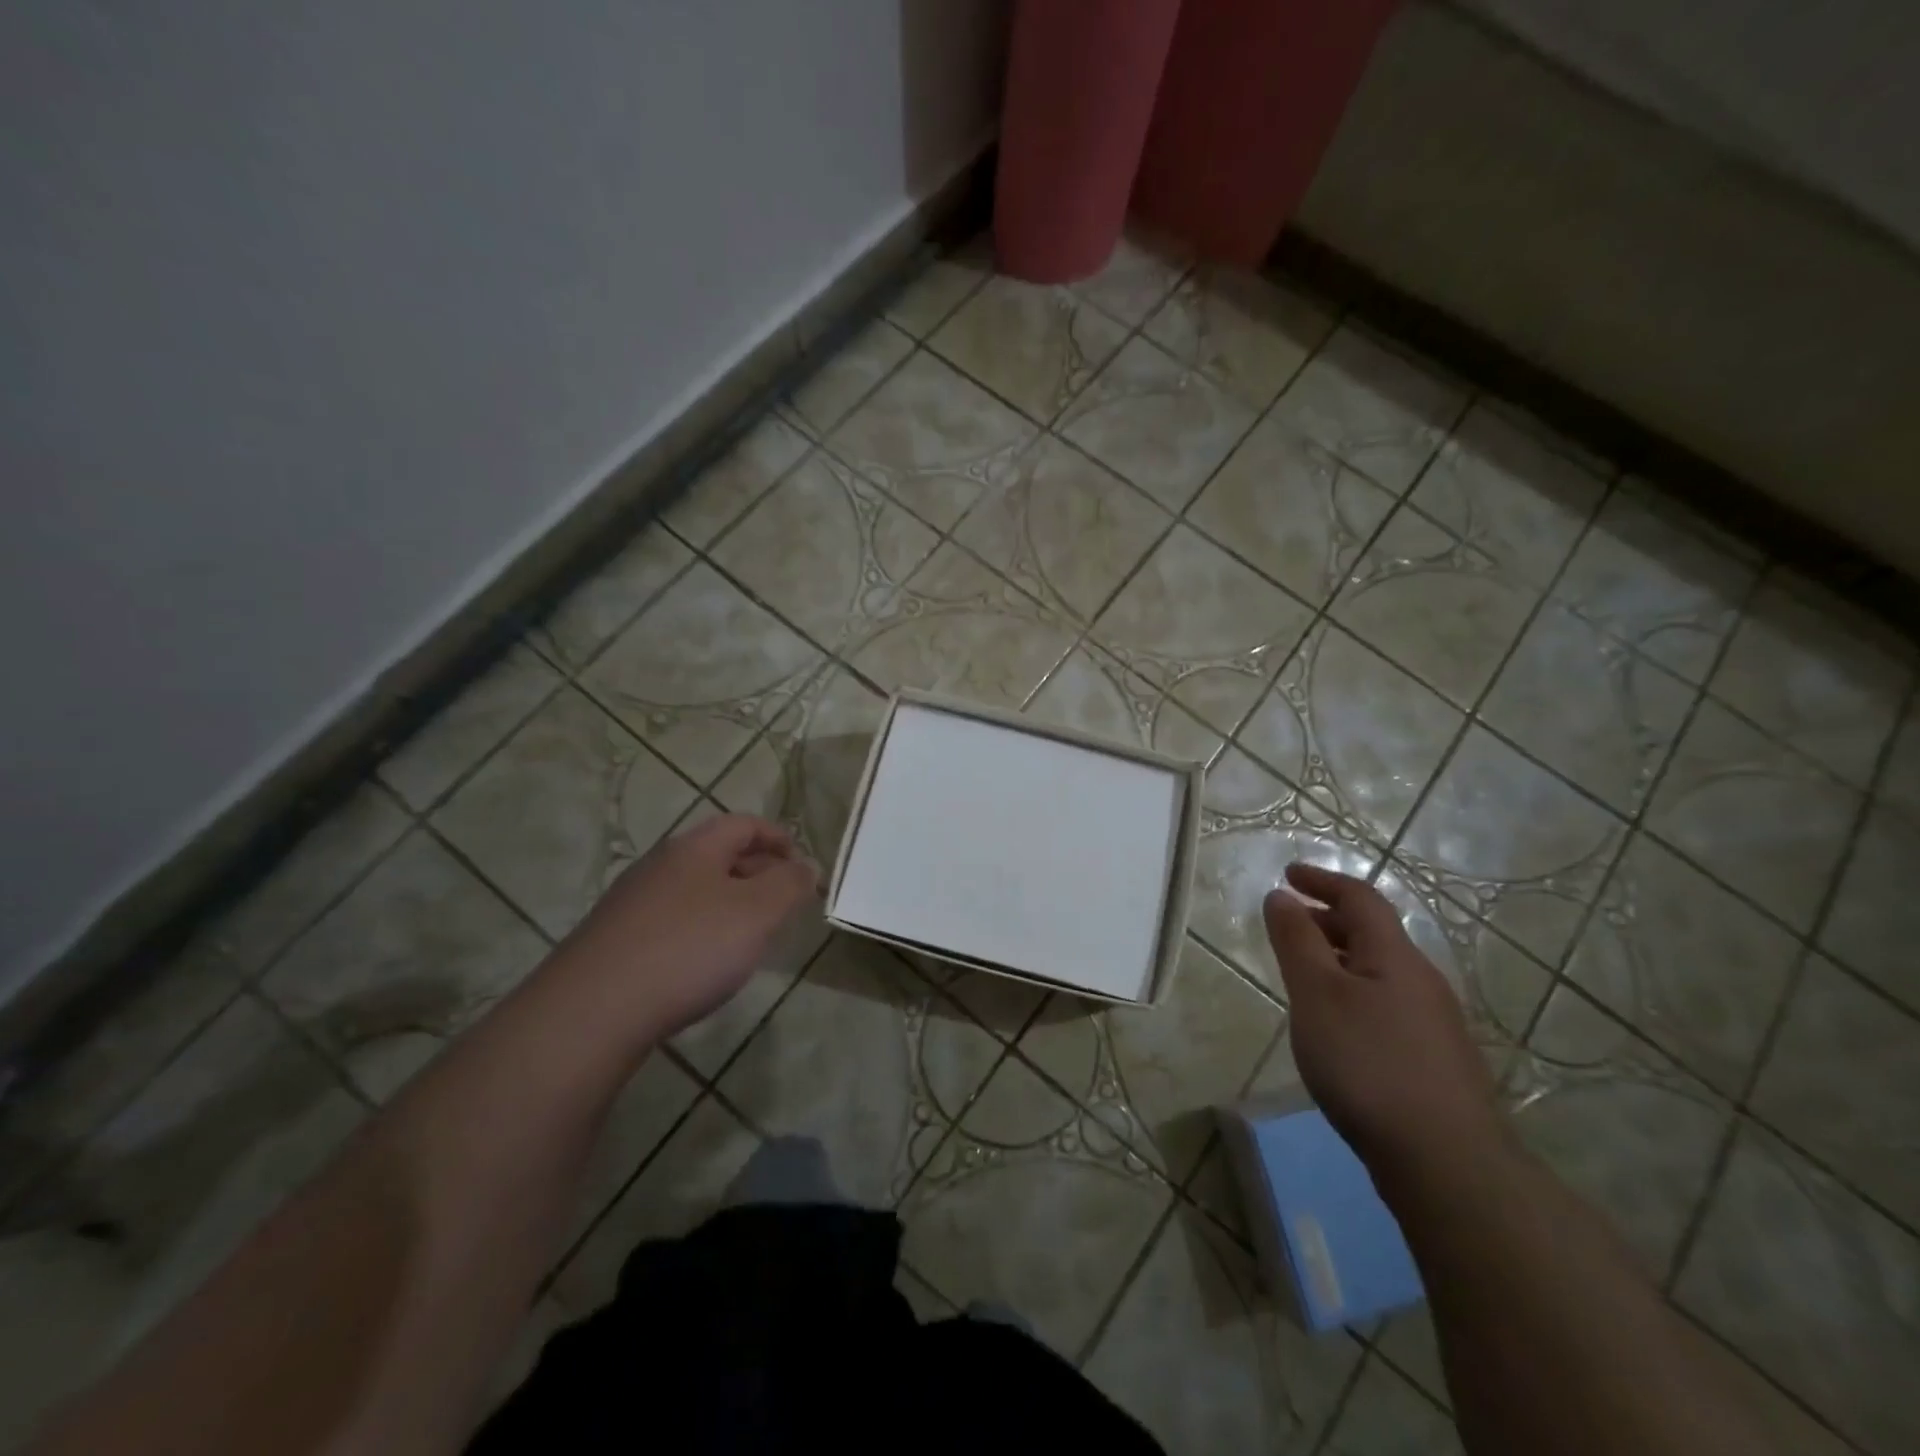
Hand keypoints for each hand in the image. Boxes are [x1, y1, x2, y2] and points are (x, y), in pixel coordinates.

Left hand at [555, 814, 818, 1043]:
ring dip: (729, 902)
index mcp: (695, 848)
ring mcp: (632, 903)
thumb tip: (807, 866)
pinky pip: (672, 920)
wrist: (592, 1010)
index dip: (779, 838)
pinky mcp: (615, 940)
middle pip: (718, 855)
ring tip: (751, 934)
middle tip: (785, 902)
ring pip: (694, 889)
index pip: (745, 824)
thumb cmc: (688, 949)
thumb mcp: (758, 913)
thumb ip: (789, 885)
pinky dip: (701, 929)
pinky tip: (705, 963)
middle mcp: (660, 865)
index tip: (803, 864)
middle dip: (758, 872)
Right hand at [1262, 863, 1509, 1181]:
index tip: (1286, 875)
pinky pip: (1385, 1004)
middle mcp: (1420, 981)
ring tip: (1304, 976)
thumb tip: (1282, 896)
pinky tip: (1336, 1028)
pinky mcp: (1433, 1062)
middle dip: (1328, 920)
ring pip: (1379, 972)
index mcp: (1395, 956)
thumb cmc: (1368, 1063)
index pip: (1360, 898)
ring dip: (1339, 959)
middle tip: (1288, 926)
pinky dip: (1352, 994)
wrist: (1447, 1163)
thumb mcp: (1317, 993)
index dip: (1322, 881)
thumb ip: (1296, 941)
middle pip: (1373, 933)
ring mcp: (1433, 1024)